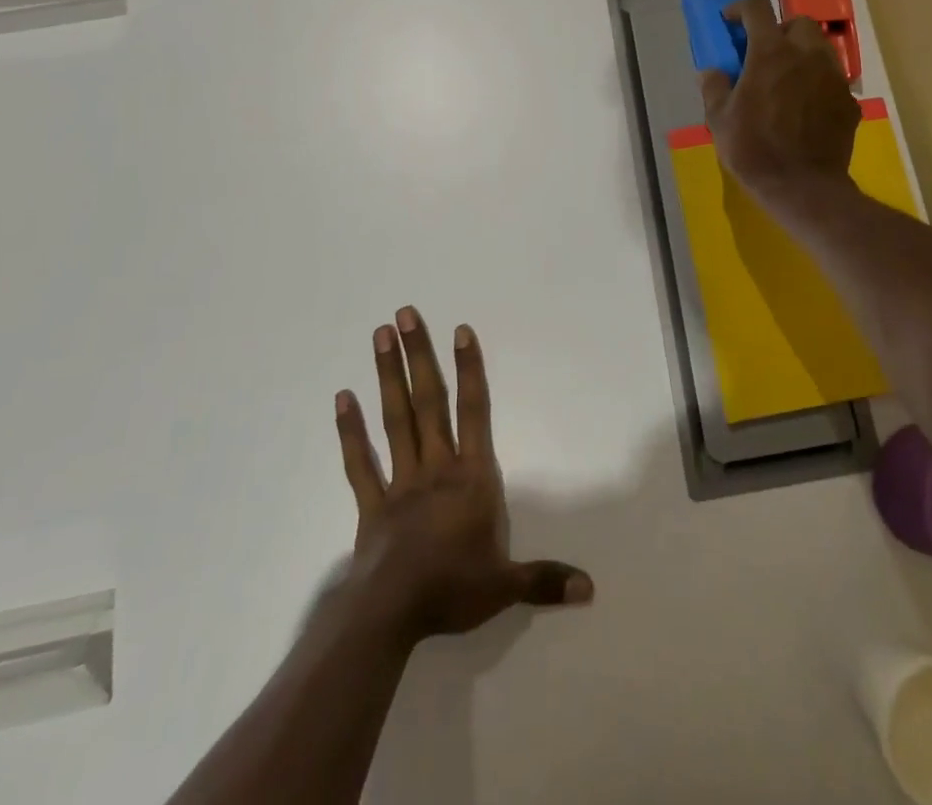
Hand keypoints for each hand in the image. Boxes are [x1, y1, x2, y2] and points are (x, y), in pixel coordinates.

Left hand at [333, 307, 592, 646]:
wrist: (391, 616)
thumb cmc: (452, 590)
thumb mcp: (506, 586)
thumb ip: (545, 579)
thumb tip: (591, 588)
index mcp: (470, 477)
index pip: (474, 412)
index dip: (469, 369)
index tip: (460, 330)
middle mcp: (435, 466)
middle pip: (428, 401)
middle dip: (418, 356)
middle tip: (404, 314)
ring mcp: (400, 481)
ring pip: (394, 419)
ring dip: (387, 376)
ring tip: (379, 336)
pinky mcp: (371, 504)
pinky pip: (359, 462)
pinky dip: (350, 431)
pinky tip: (341, 398)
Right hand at [698, 0, 861, 200]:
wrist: (803, 187)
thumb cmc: (754, 150)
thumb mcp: (719, 120)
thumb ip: (714, 88)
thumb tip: (712, 72)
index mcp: (770, 53)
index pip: (757, 9)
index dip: (740, 8)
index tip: (730, 21)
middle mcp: (806, 55)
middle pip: (798, 22)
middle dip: (780, 30)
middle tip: (765, 53)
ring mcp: (833, 77)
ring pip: (821, 48)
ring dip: (802, 54)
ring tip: (787, 79)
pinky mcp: (849, 101)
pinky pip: (833, 80)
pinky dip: (818, 83)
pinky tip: (806, 107)